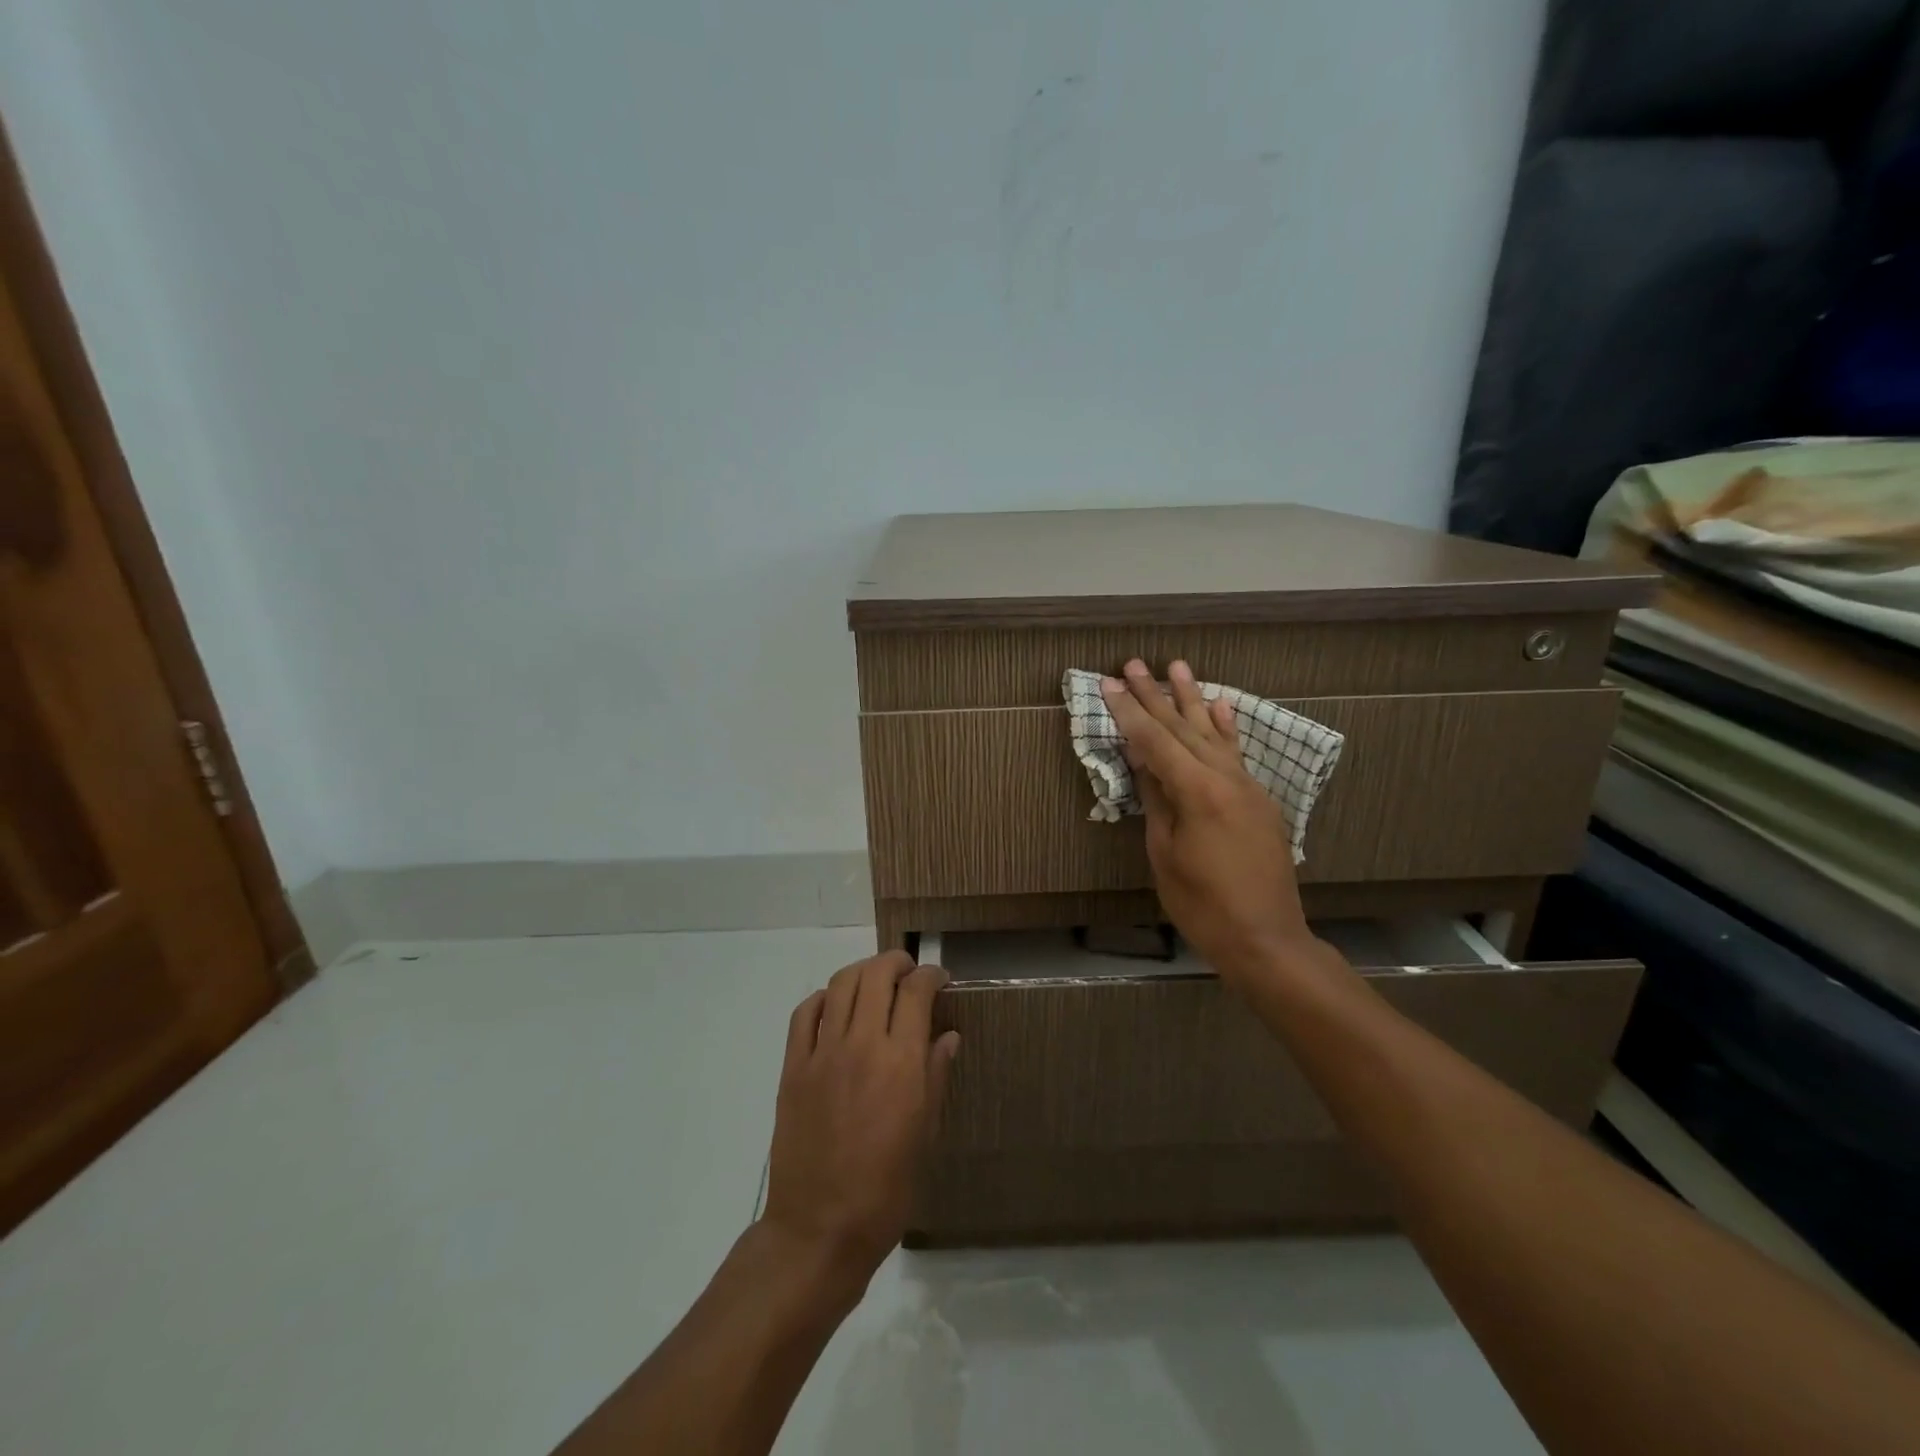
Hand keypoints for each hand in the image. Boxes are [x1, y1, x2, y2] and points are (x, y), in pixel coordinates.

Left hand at [762, 951, 959, 1291]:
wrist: (819, 1229)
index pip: (916, 992)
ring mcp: (822, 1053)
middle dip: (896, 962)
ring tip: (875, 980)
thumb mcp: (924, 1135)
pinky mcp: (793, 1067)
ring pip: (840, 984)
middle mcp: (861, 1045)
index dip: (931, 975)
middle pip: (876, 975)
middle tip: (908, 971)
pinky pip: (804, 1013)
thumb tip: (947, 1035)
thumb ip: (934, 1076)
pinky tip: (834, 1006)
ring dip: (862, 971)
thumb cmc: (885, 1190)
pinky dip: (823, 997)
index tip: (939, 979)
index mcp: (901, 1063)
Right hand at [1101, 658, 1315, 988]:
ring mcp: (1248, 787)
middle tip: (1133, 664)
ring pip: (1214, 733)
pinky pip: (1237, 753)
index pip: (1154, 741)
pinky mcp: (1260, 800)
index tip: (1109, 684)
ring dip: (1192, 699)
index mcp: (1198, 791)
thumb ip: (1156, 799)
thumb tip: (1142, 759)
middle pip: (1183, 728)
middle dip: (1155, 696)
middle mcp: (1226, 778)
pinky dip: (1226, 727)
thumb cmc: (1202, 904)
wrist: (1266, 938)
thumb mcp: (1165, 852)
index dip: (1128, 712)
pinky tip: (1221, 705)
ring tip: (1178, 667)